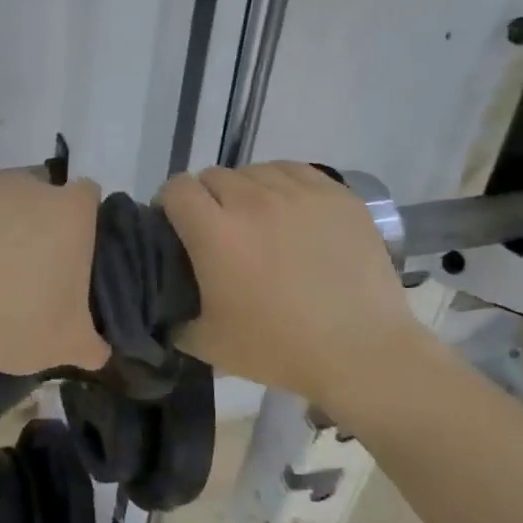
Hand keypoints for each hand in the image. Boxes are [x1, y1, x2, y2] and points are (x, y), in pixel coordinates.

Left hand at [0, 174, 110, 378]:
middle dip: (32, 226)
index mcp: (69, 213)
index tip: (67, 254)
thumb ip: (93, 343)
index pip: (87, 197)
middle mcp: (28, 186)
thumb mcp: (69, 346)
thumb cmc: (16, 327)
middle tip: (20, 271)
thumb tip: (98, 350)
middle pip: (37, 198)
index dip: (79, 222)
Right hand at [158, 162, 435, 411]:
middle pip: (214, 175)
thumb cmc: (278, 348)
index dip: (169, 204)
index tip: (177, 227)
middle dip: (207, 199)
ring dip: (247, 191)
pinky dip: (284, 186)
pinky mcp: (337, 195)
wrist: (360, 351)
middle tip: (220, 232)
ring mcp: (300, 193)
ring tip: (260, 221)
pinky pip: (297, 172)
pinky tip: (291, 213)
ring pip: (256, 171)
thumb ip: (173, 316)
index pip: (176, 188)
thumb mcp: (206, 343)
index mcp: (215, 232)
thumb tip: (163, 304)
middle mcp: (253, 200)